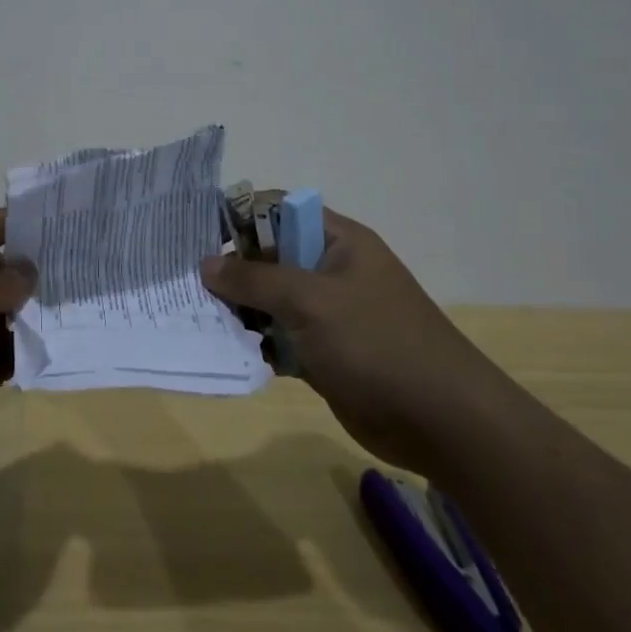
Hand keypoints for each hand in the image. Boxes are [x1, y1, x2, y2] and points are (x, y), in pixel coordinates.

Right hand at [200, 208, 513, 472]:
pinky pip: (279, 337)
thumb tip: (207, 263)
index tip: (196, 236)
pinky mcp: (324, 353)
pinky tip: (226, 349)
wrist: (442, 421)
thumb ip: (254, 279)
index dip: (239, 218)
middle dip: (232, 270)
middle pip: (269, 257)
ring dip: (239, 309)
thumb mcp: (310, 300)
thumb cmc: (376, 343)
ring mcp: (328, 314)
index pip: (278, 210)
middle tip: (188, 284)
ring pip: (270, 300)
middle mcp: (331, 271)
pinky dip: (255, 341)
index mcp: (338, 241)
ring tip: (199, 318)